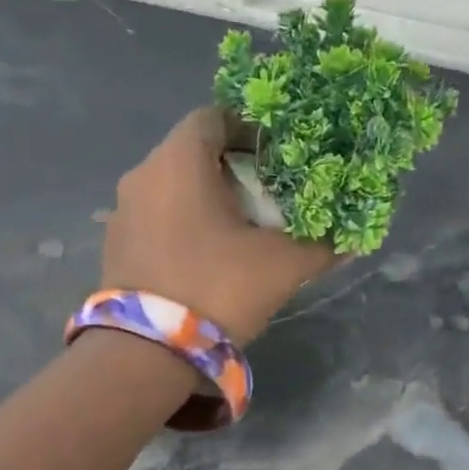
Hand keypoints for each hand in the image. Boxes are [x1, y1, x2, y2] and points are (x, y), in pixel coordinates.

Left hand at [101, 107, 338, 343]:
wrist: (145, 354)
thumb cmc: (217, 288)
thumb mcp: (282, 266)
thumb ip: (322, 246)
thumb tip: (352, 239)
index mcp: (179, 161)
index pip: (214, 115)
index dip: (249, 127)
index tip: (278, 152)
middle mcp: (144, 174)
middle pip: (193, 150)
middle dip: (233, 163)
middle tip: (269, 188)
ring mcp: (123, 209)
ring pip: (172, 183)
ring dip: (206, 193)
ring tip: (241, 221)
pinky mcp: (116, 242)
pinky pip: (156, 213)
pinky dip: (183, 218)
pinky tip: (208, 250)